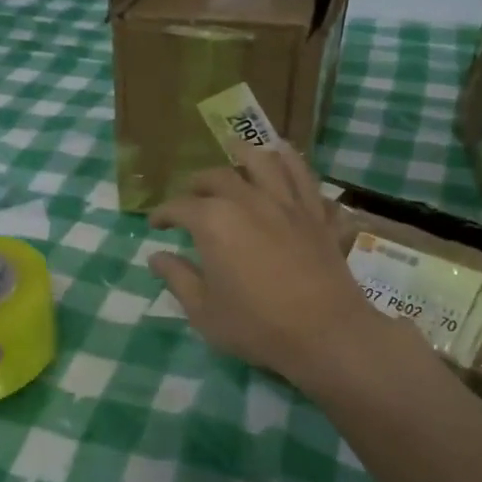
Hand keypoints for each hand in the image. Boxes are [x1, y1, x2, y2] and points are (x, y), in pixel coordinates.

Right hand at [149, 143, 382, 387]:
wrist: (325, 333)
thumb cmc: (256, 325)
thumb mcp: (204, 310)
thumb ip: (178, 278)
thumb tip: (156, 258)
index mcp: (213, 222)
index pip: (179, 207)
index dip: (163, 214)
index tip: (156, 224)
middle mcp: (247, 201)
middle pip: (217, 177)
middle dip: (197, 183)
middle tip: (190, 195)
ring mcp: (285, 203)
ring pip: (262, 162)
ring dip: (243, 152)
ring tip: (234, 148)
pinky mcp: (315, 213)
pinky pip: (303, 175)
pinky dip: (290, 159)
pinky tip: (283, 154)